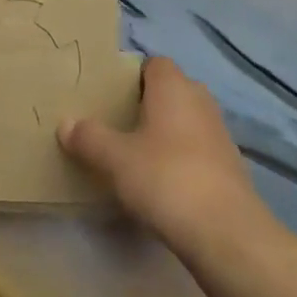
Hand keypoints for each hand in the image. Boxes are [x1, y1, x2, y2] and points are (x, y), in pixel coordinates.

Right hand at [59, 56, 263, 253]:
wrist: (226, 232)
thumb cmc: (165, 178)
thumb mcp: (115, 159)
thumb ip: (89, 137)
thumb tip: (65, 123)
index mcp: (173, 86)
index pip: (153, 64)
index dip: (132, 76)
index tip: (110, 97)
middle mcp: (200, 100)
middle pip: (170, 91)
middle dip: (147, 104)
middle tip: (118, 125)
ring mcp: (219, 133)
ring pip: (186, 120)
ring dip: (165, 133)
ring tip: (136, 155)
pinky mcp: (230, 165)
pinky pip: (198, 149)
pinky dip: (181, 158)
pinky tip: (163, 183)